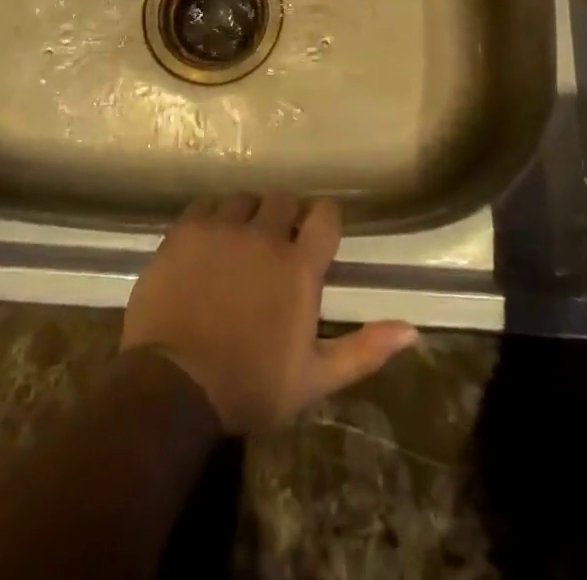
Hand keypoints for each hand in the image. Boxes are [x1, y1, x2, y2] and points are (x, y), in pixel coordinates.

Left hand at [121, 195, 417, 433]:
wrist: (173, 387)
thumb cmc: (249, 386)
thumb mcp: (314, 379)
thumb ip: (364, 350)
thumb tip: (413, 331)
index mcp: (299, 266)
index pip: (326, 215)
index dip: (325, 220)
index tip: (319, 234)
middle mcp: (264, 235)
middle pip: (284, 199)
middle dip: (287, 216)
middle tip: (278, 244)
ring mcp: (222, 228)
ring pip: (245, 199)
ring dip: (249, 215)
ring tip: (241, 242)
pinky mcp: (186, 231)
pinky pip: (207, 206)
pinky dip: (214, 218)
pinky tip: (210, 242)